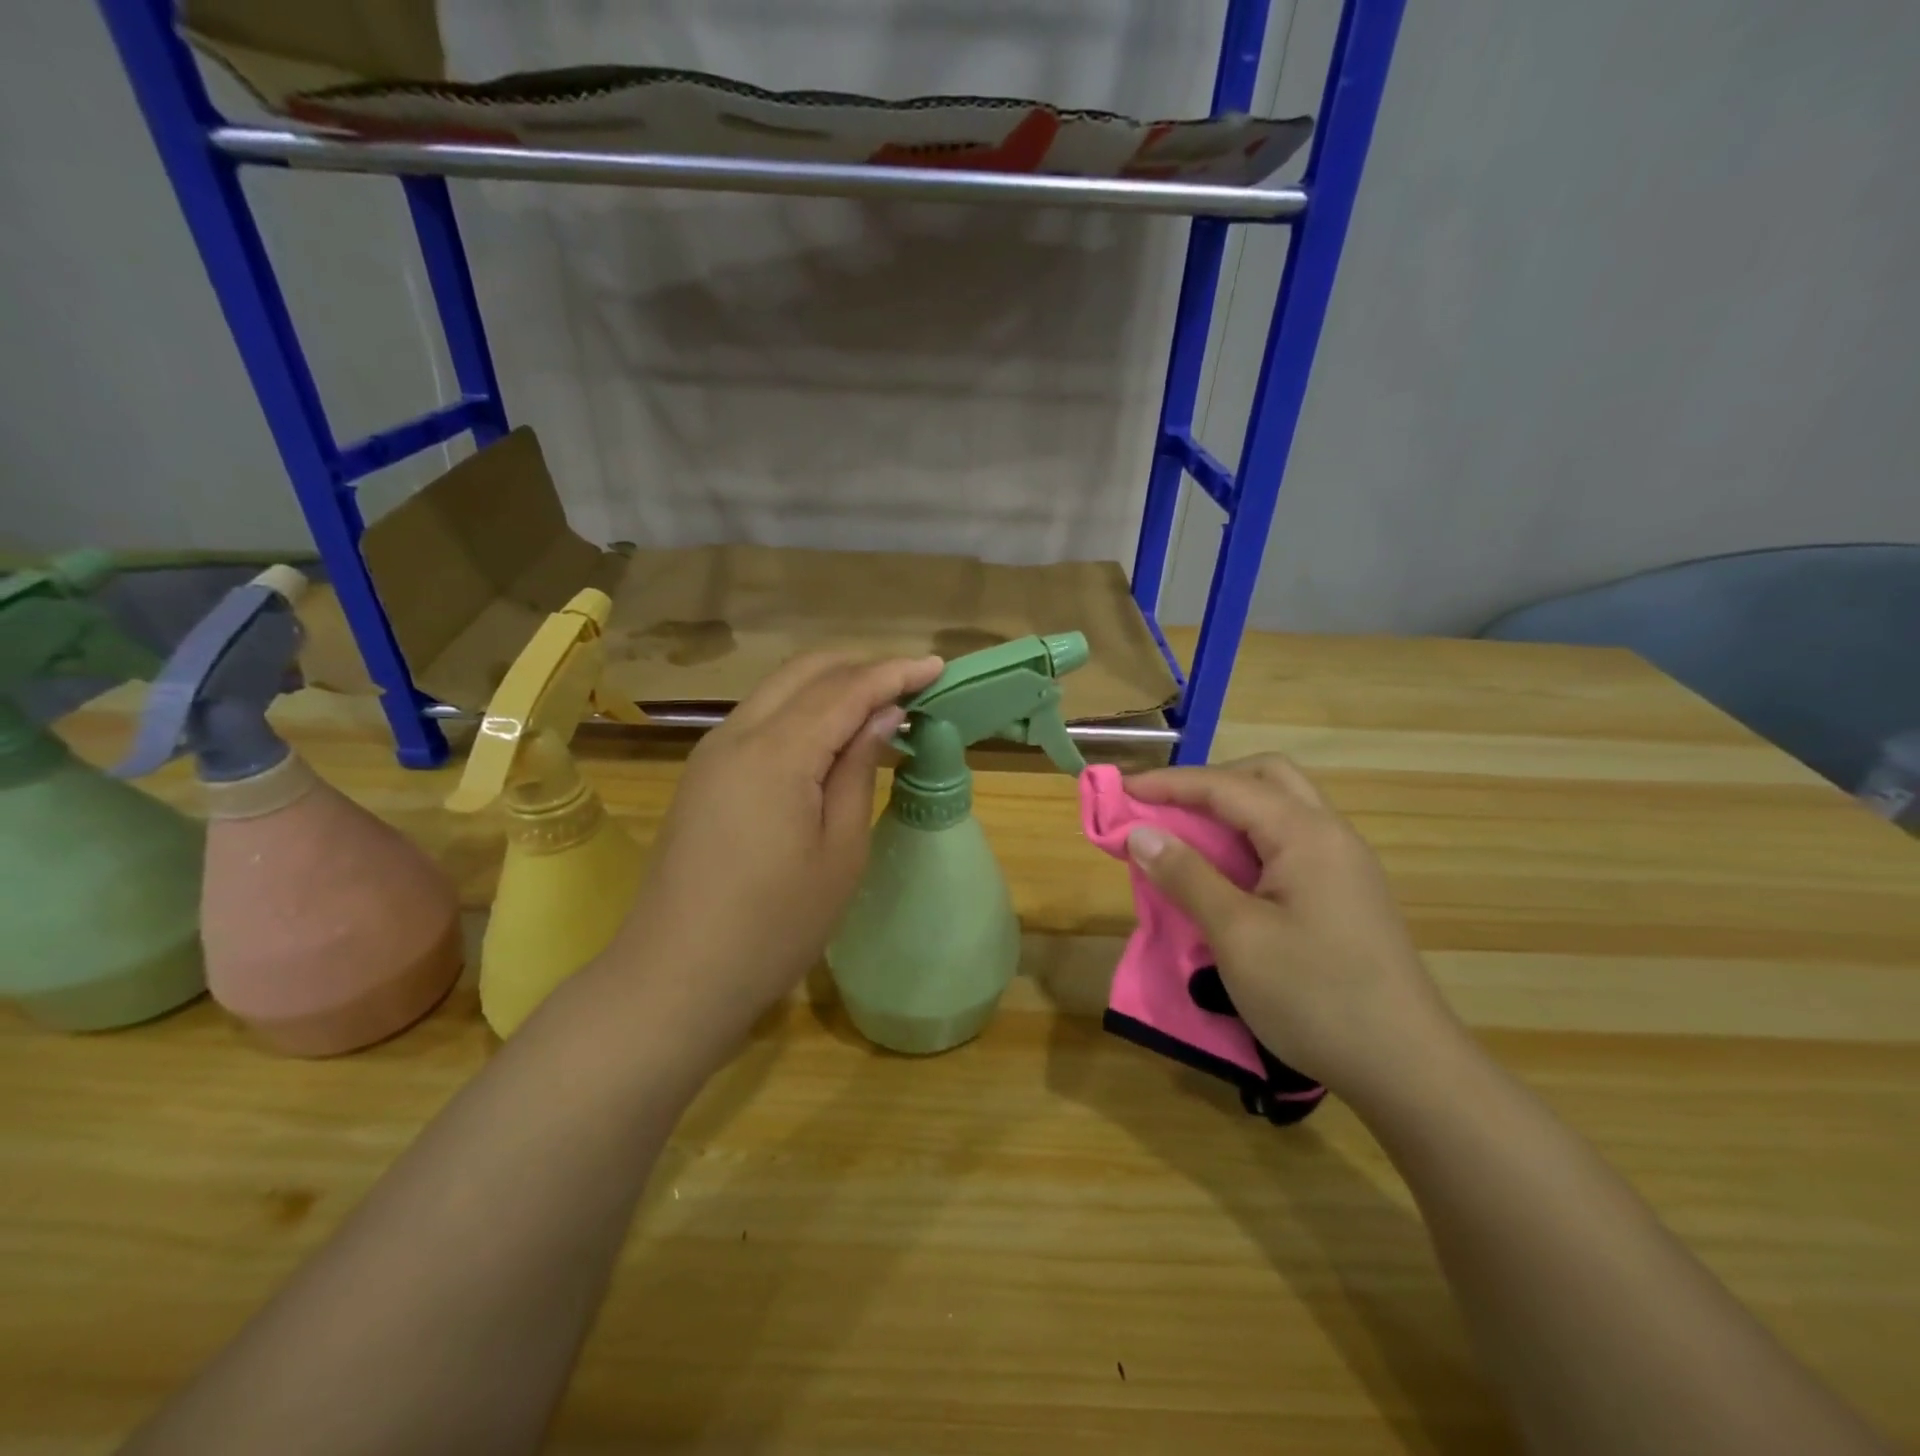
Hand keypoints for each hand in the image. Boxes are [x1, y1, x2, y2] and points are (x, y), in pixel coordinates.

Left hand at [608, 652, 943, 1061]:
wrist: (677, 976)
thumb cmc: (775, 926)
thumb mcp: (839, 852)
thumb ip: (858, 769)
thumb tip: (882, 714)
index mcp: (776, 753)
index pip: (845, 688)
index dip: (894, 672)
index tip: (938, 666)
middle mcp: (737, 734)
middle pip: (806, 670)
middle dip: (861, 665)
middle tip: (911, 682)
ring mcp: (712, 752)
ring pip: (778, 688)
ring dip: (831, 683)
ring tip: (878, 703)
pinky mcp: (703, 774)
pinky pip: (760, 717)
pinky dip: (802, 708)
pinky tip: (829, 733)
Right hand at [1123, 754, 1459, 1102]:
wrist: (1408, 1069)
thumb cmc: (1316, 997)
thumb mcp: (1238, 936)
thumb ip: (1187, 877)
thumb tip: (1139, 833)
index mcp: (1306, 834)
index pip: (1226, 786)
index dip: (1169, 784)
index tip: (1121, 791)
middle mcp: (1330, 834)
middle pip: (1265, 777)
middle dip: (1208, 783)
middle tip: (1164, 809)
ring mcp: (1344, 864)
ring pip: (1281, 808)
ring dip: (1230, 810)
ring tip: (1186, 838)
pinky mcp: (1345, 894)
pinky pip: (1290, 842)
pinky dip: (1249, 840)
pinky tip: (1227, 874)